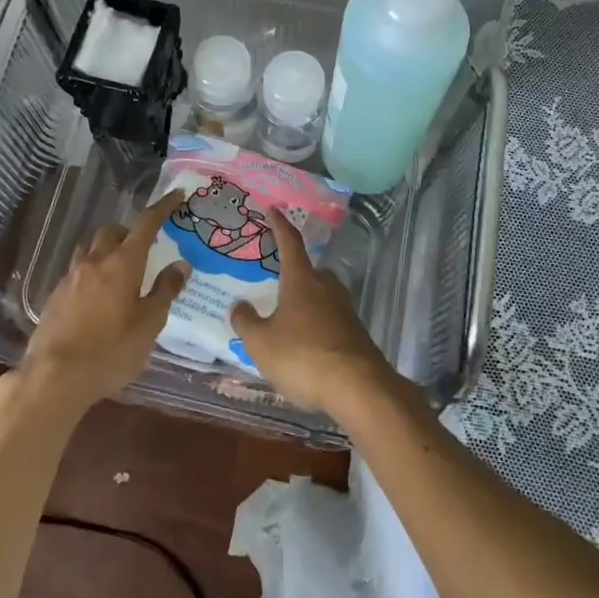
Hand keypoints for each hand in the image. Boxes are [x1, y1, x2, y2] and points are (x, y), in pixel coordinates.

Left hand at [18, 191, 189, 412]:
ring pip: (89, 249)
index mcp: (123, 263)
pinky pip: (76, 272)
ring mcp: (70, 278)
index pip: (147, 224)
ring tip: (118, 271)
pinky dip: (90, 274)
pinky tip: (96, 298)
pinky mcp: (55, 297)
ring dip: (106, 250)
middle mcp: (95, 262)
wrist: (54, 377)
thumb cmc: (111, 351)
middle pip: (111, 231)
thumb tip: (180, 264)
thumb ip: (165, 291)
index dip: (163, 207)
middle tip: (143, 249)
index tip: (176, 195)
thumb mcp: (149, 325)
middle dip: (128, 232)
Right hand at [230, 208, 399, 415]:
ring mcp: (345, 310)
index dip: (280, 225)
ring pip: (323, 295)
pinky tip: (308, 344)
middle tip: (279, 280)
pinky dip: (319, 324)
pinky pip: (332, 319)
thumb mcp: (261, 343)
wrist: (359, 387)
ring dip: (308, 300)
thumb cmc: (303, 357)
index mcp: (301, 280)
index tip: (273, 209)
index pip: (290, 242)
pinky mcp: (357, 333)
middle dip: (295, 272)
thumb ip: (246, 322)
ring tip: (290, 316)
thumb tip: (239, 305)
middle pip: (310, 270)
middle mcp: (326, 287)